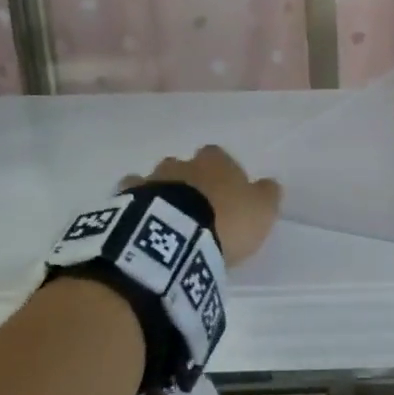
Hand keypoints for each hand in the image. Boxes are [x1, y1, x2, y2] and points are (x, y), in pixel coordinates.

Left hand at [123, 145, 281, 268]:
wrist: (174, 238)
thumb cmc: (225, 221)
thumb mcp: (262, 210)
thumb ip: (266, 194)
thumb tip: (268, 184)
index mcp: (215, 162)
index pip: (219, 156)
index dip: (221, 173)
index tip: (224, 193)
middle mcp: (180, 164)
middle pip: (184, 166)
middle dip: (188, 181)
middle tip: (195, 208)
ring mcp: (150, 181)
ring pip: (155, 180)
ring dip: (161, 195)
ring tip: (167, 221)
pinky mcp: (125, 202)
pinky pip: (130, 199)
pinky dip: (136, 208)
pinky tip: (141, 224)